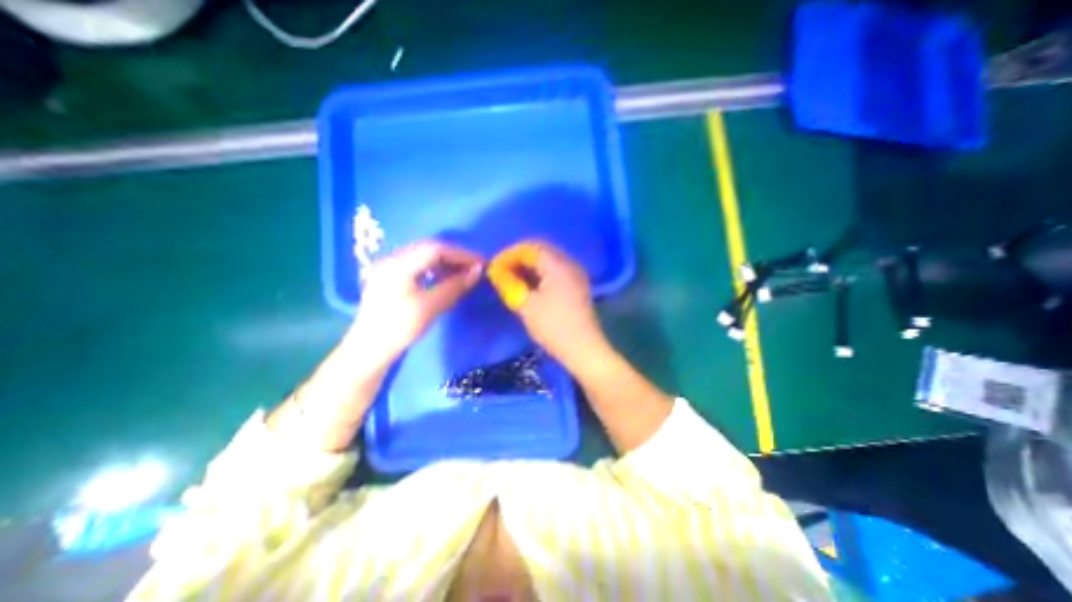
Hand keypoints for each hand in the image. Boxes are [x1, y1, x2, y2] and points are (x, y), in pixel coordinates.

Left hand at [351, 241, 484, 364]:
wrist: (369, 350)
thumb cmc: (399, 328)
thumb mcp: (430, 307)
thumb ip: (455, 286)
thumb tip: (478, 271)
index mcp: (398, 264)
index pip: (435, 250)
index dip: (461, 255)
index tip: (481, 264)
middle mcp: (392, 260)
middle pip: (429, 250)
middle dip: (454, 257)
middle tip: (474, 267)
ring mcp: (389, 269)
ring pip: (423, 257)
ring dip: (445, 263)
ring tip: (463, 273)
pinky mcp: (390, 279)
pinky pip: (417, 266)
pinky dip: (435, 270)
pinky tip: (444, 279)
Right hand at [489, 240, 610, 371]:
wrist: (583, 349)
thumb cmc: (554, 327)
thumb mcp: (526, 305)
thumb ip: (509, 284)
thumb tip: (496, 272)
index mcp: (558, 265)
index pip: (530, 248)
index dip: (510, 254)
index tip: (495, 267)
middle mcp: (570, 264)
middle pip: (541, 251)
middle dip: (519, 259)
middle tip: (502, 272)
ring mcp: (576, 275)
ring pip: (548, 262)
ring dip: (529, 267)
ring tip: (513, 280)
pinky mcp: (577, 287)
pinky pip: (555, 272)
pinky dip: (540, 275)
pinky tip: (529, 287)